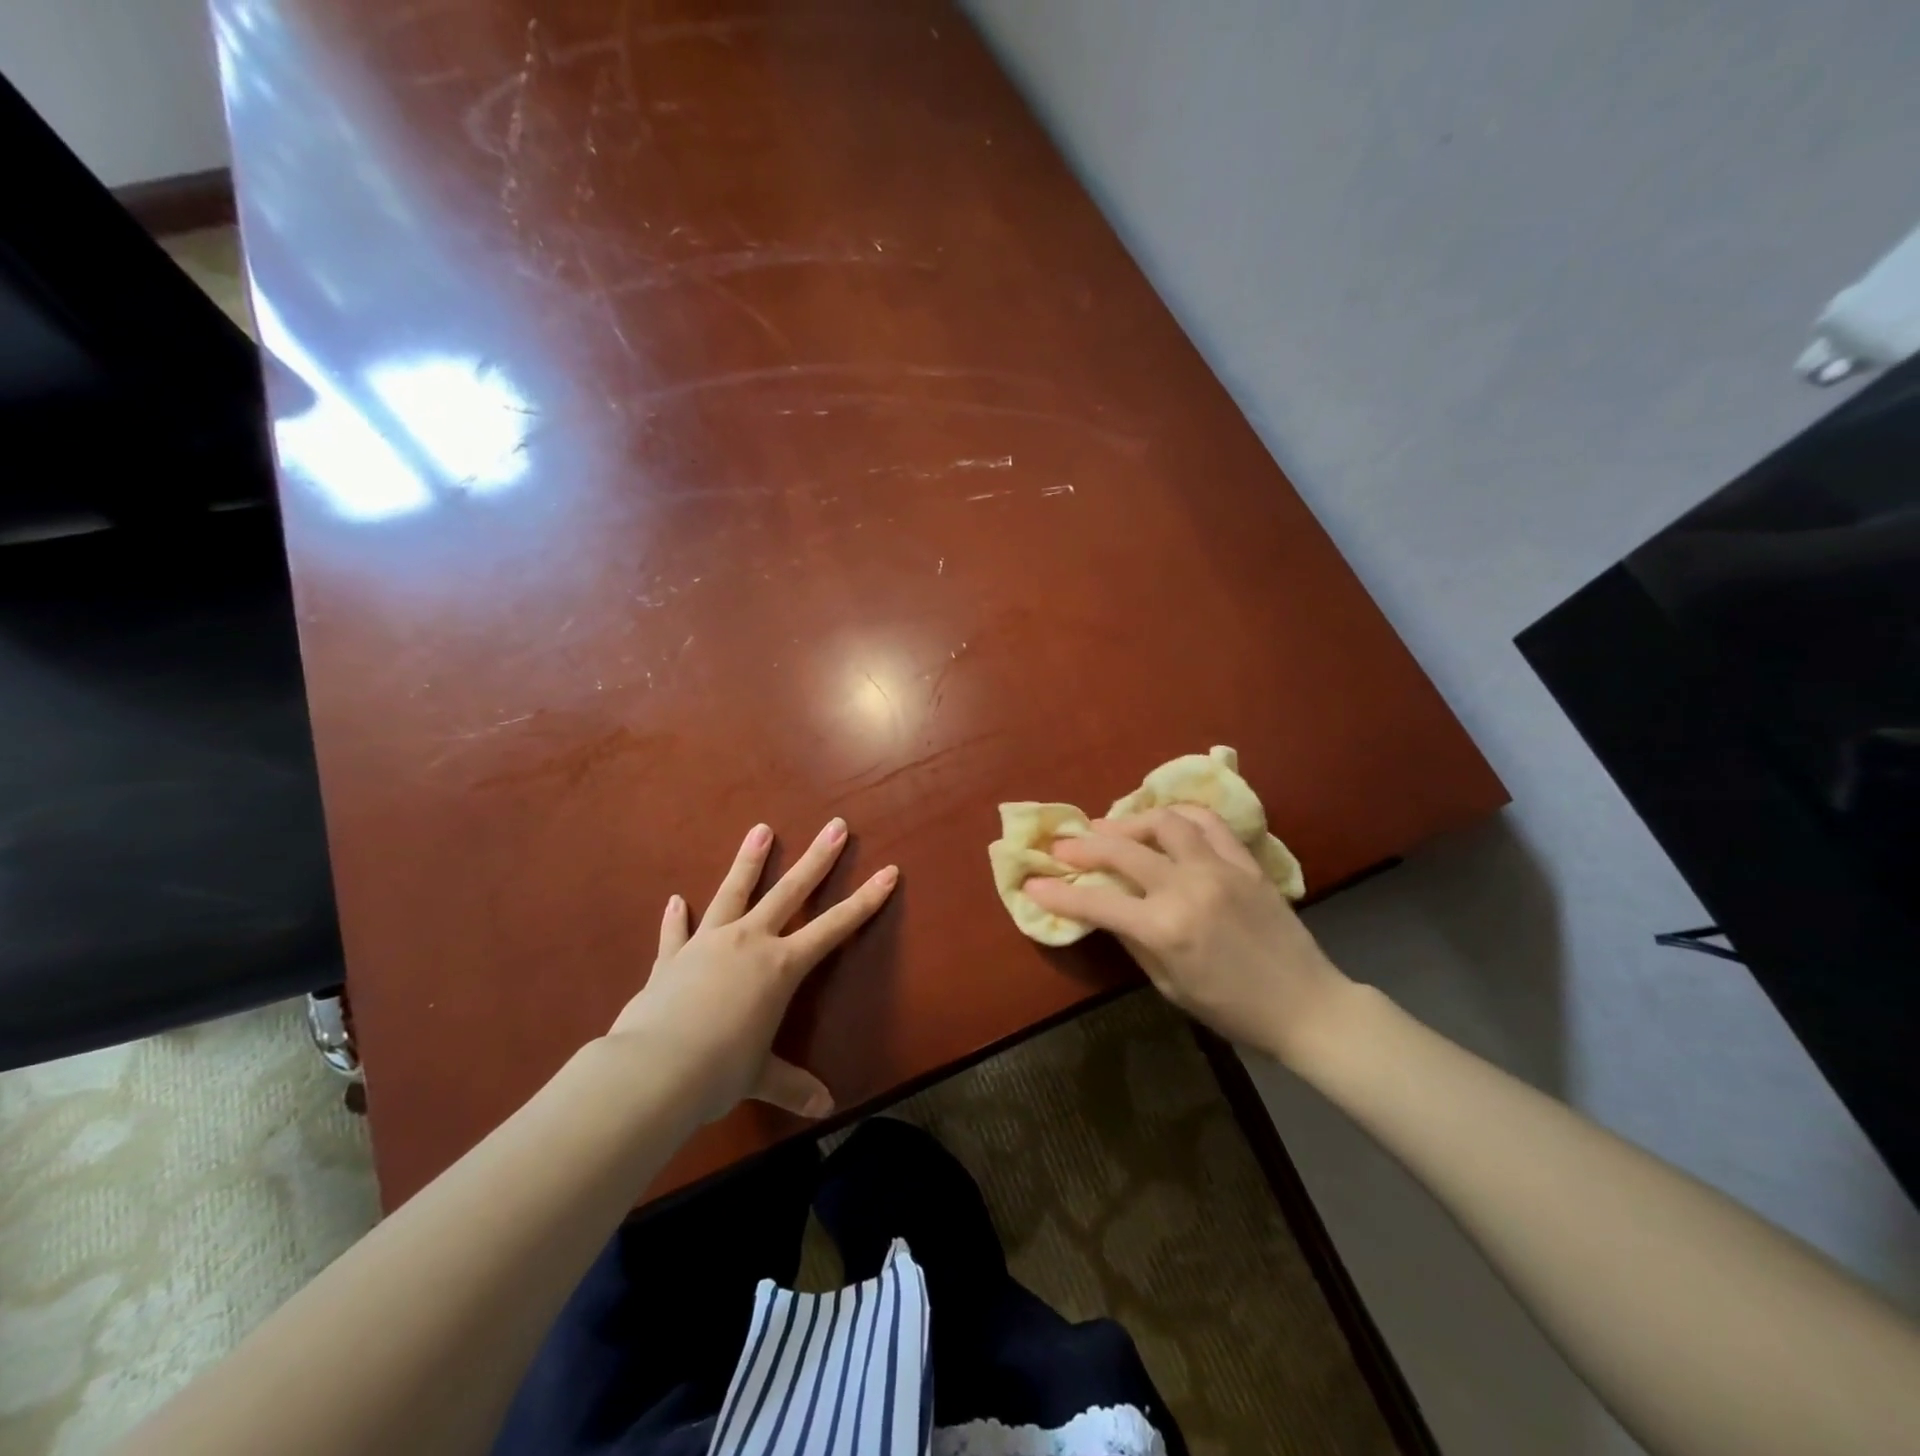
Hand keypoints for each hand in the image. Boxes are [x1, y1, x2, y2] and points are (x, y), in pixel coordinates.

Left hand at [609, 818, 897, 1121]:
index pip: (835, 927)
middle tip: (835, 825)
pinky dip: (676, 917)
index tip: (888, 871)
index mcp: (781, 966)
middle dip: (817, 858)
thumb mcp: (761, 1077)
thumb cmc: (719, 1071)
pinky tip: (675, 899)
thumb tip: (826, 1109)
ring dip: (749, 861)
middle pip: (790, 891)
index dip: (865, 900)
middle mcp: (749, 942)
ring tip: (760, 829)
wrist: (652, 1070)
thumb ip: (793, 1086)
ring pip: (733, 892)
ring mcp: (708, 944)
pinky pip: (676, 931)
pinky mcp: (671, 958)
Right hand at [1024, 806, 1347, 1063]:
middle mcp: (1187, 888)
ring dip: (1129, 821)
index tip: (1032, 884)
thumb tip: (1104, 909)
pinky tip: (1164, 821)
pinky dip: (1180, 816)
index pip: (1096, 902)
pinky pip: (1209, 824)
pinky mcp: (1245, 862)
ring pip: (1165, 823)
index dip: (1058, 894)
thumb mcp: (1169, 986)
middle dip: (1083, 847)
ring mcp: (1219, 868)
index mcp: (1164, 928)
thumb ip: (1133, 941)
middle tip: (1061, 846)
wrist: (1307, 1006)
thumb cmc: (1232, 1011)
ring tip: (1110, 828)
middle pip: (1122, 851)